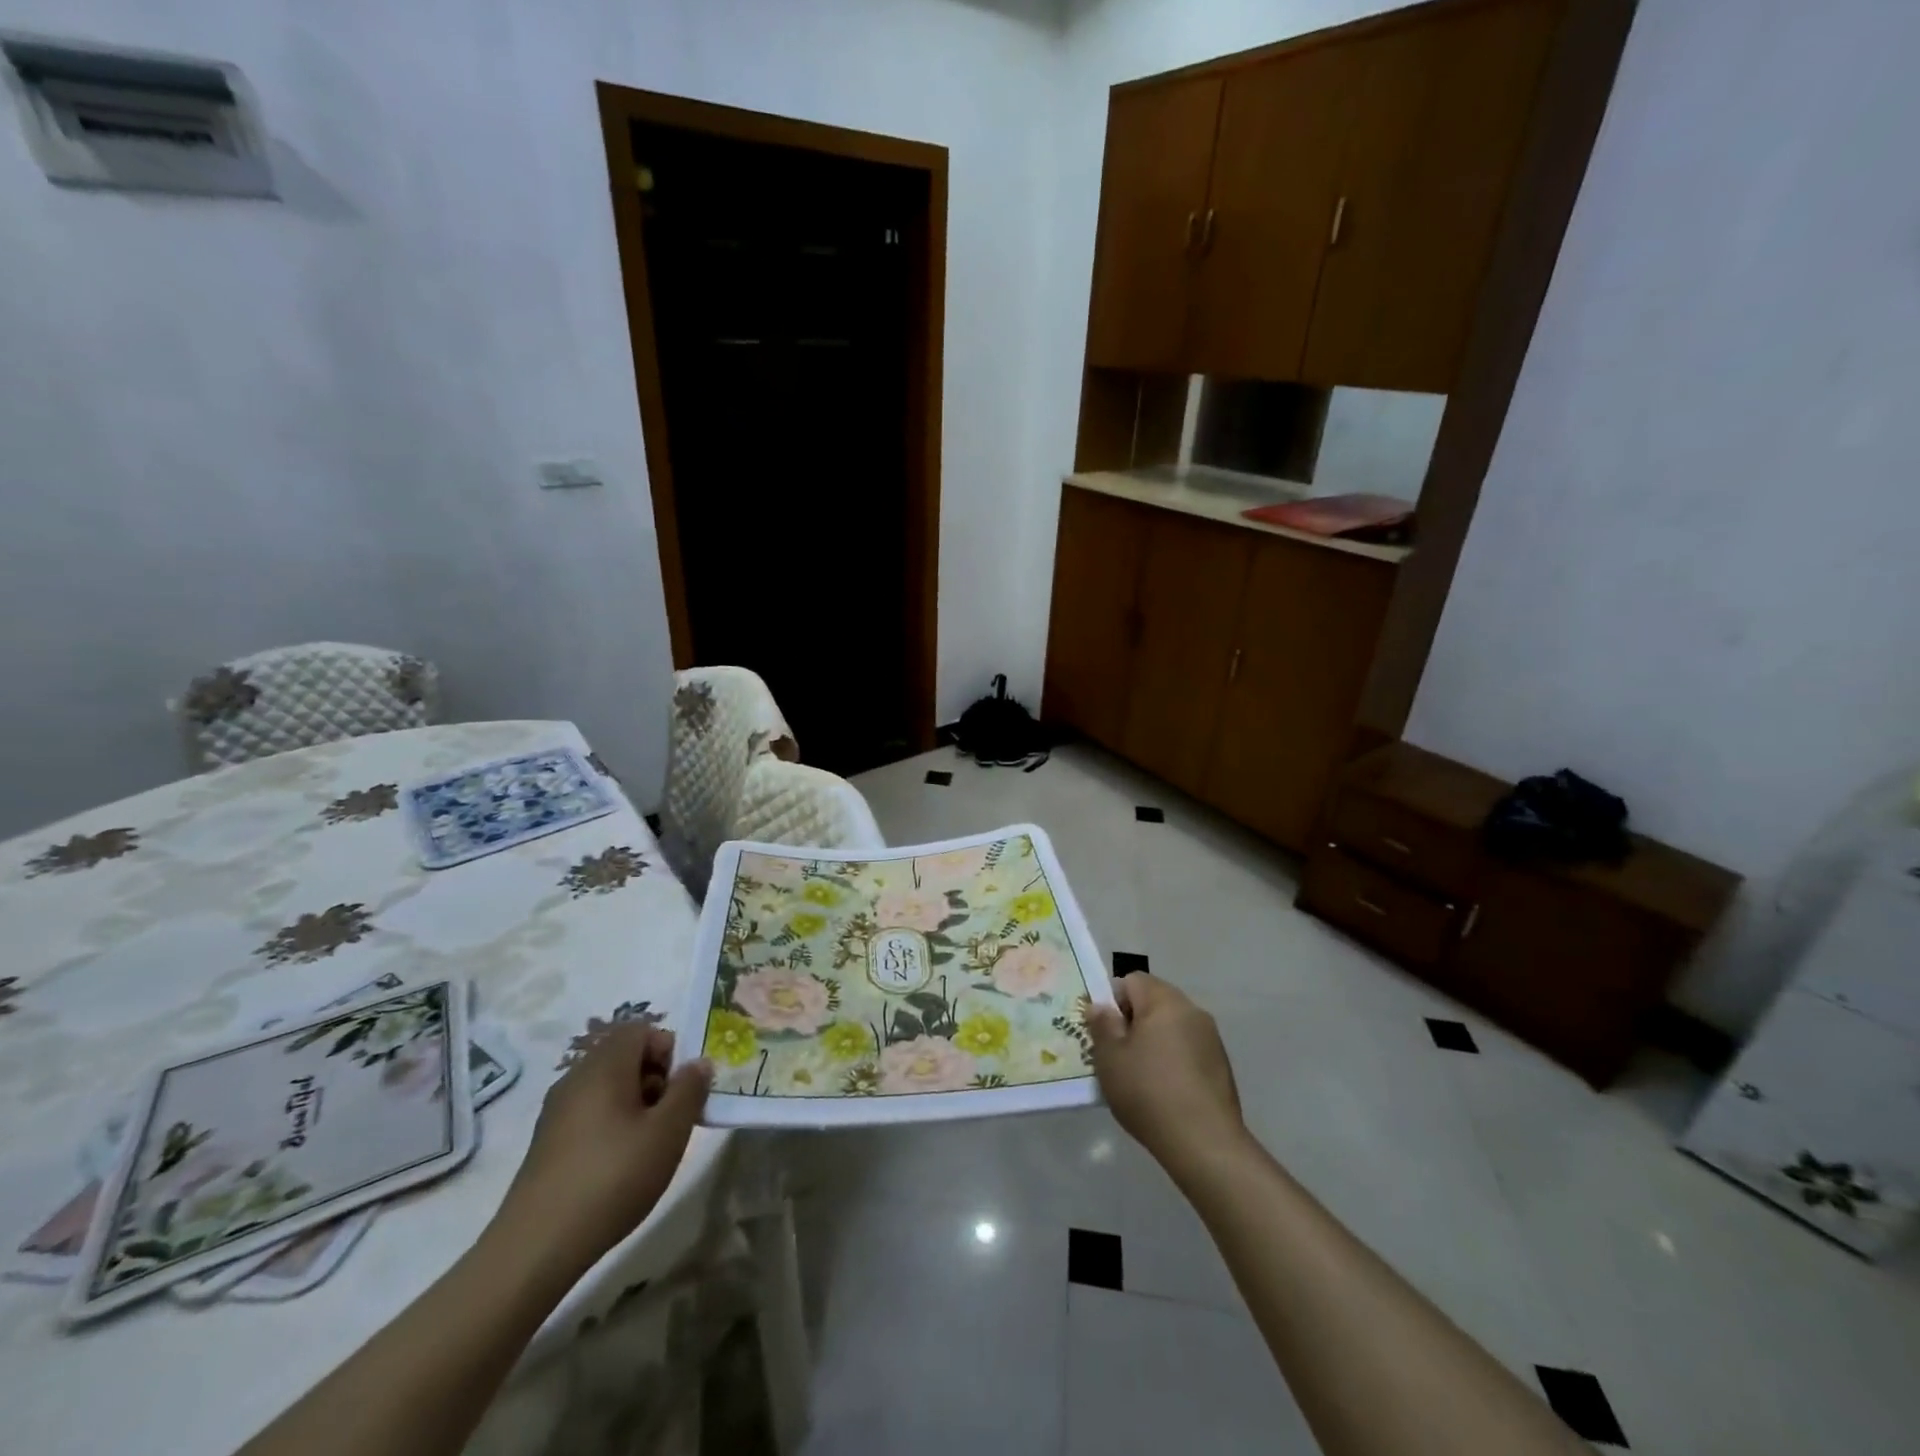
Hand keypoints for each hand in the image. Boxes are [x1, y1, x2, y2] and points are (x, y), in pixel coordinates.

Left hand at [489, 1023, 710, 1280]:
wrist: (536, 1248)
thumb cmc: (612, 1177)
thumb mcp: (668, 1132)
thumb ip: (689, 1090)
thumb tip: (698, 1063)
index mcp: (604, 1066)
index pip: (641, 1030)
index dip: (669, 1050)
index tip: (682, 1089)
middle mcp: (576, 1078)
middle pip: (625, 1057)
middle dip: (656, 1079)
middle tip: (672, 1118)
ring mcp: (557, 1111)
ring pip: (608, 1087)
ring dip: (636, 1104)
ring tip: (650, 1146)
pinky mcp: (547, 1143)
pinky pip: (590, 1113)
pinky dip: (612, 1125)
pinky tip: (620, 1166)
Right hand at [1087, 974, 1246, 1178]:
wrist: (1205, 1143)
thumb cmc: (1148, 1092)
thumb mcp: (1110, 1057)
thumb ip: (1102, 1025)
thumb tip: (1100, 1006)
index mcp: (1164, 1000)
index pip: (1132, 981)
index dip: (1113, 1002)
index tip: (1105, 1033)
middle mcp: (1192, 1010)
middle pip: (1154, 1001)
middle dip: (1133, 1022)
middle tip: (1118, 1055)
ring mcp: (1211, 1037)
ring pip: (1172, 1026)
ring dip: (1154, 1042)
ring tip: (1141, 1077)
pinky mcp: (1221, 1064)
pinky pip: (1188, 1049)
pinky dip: (1174, 1060)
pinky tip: (1165, 1092)